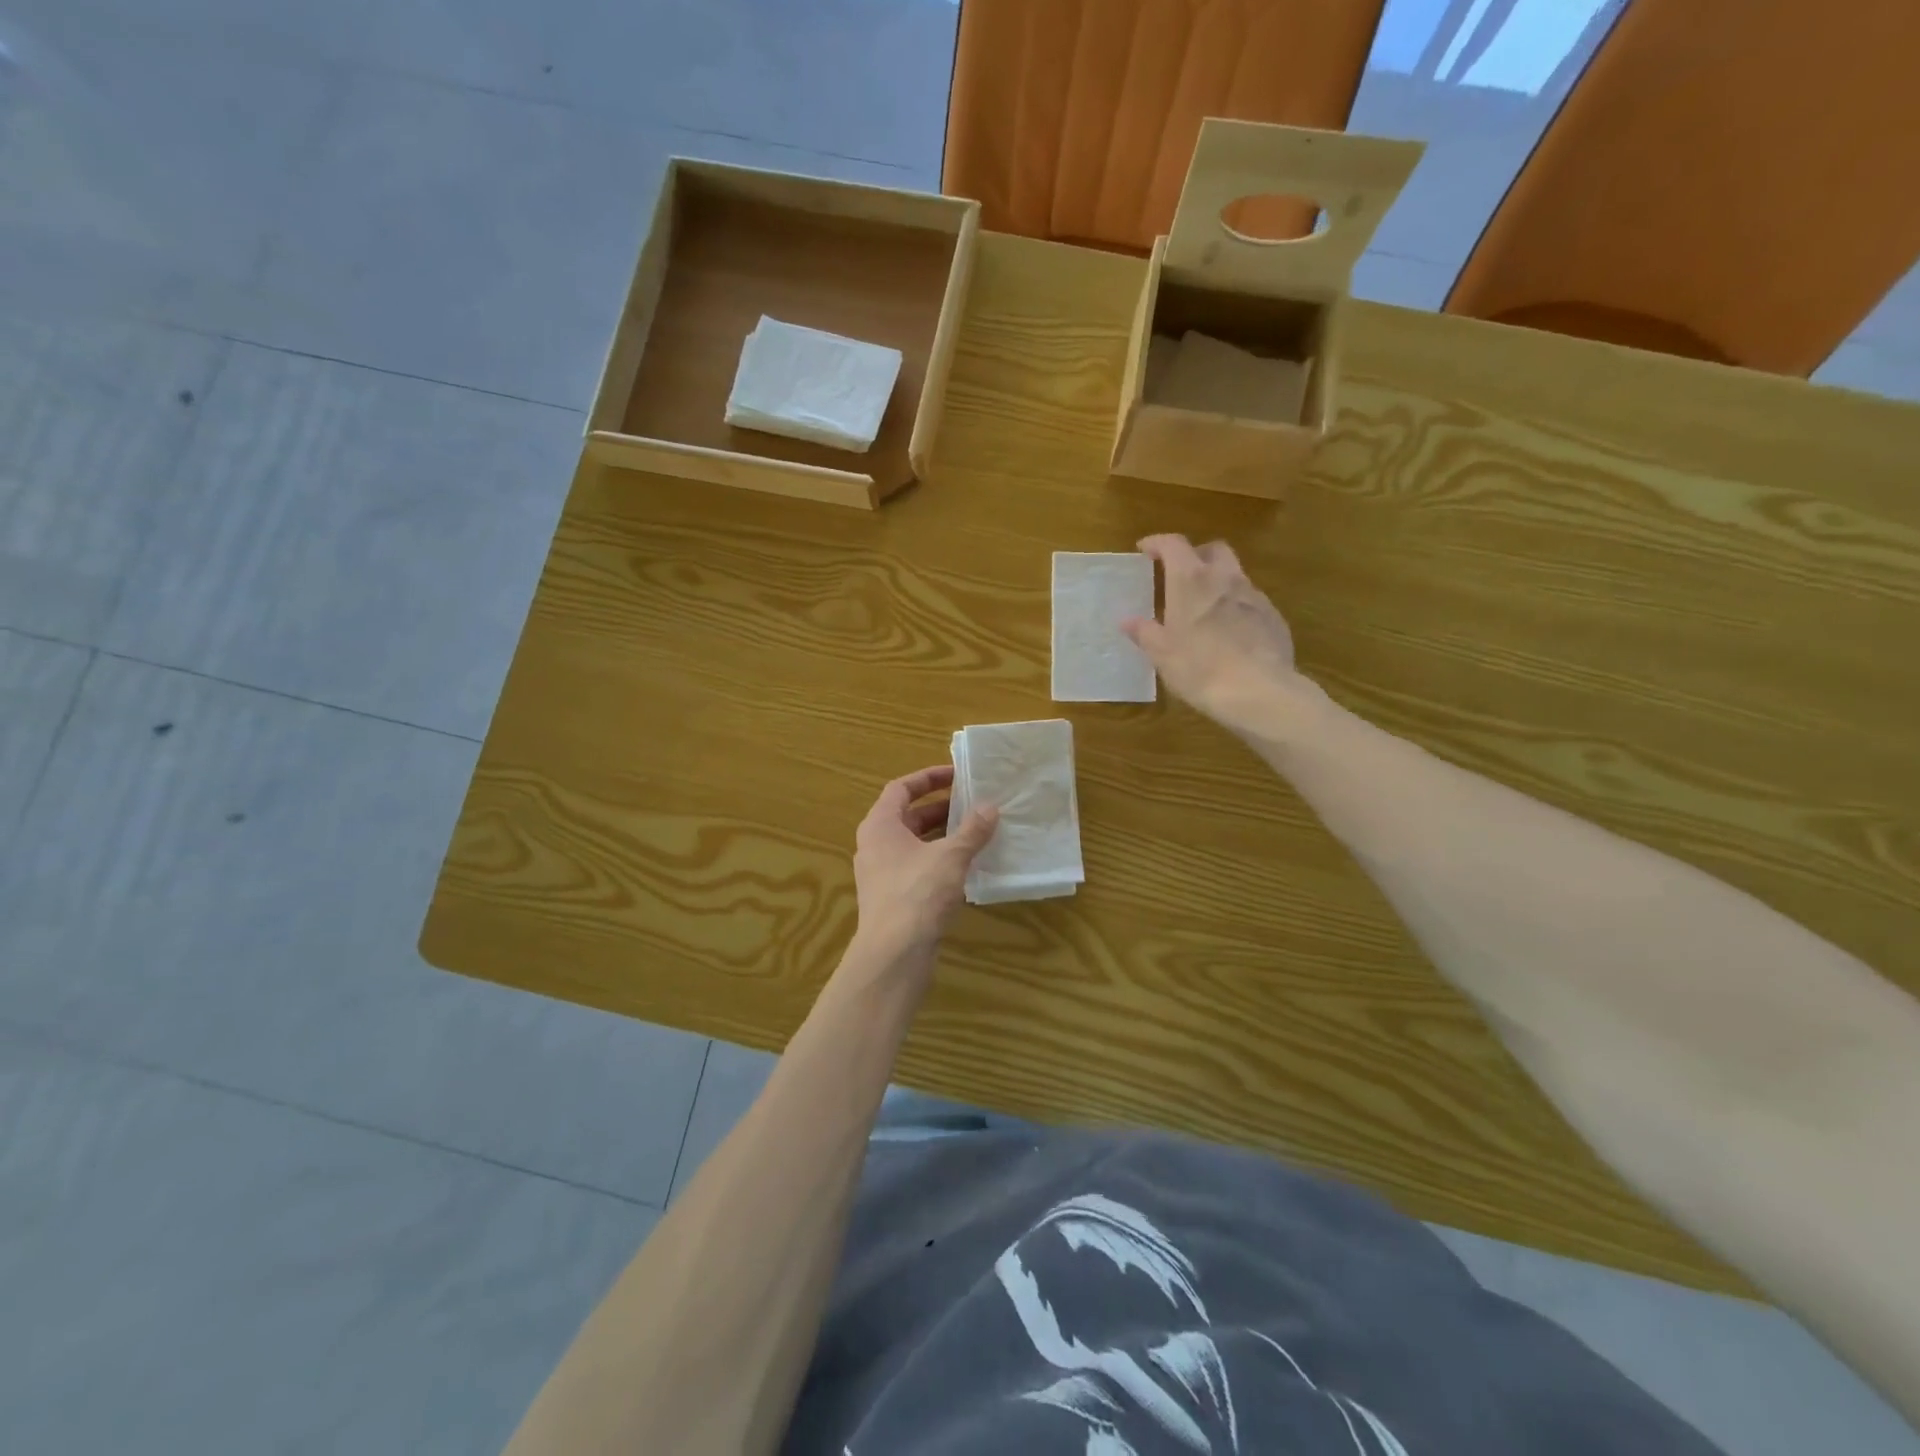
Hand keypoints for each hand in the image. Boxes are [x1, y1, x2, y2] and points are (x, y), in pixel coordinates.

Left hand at [852, 765, 997, 963]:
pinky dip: (939, 860)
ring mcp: (881, 873)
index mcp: (880, 825)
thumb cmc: (917, 894)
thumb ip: (972, 830)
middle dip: (940, 808)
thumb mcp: (950, 856)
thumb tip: (990, 807)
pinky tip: (966, 866)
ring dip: (942, 835)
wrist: (894, 954)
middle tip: (973, 803)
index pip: (901, 789)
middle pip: (908, 816)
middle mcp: (875, 845)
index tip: (956, 775)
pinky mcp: (893, 897)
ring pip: (914, 844)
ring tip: (975, 831)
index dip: (928, 778)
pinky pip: (917, 867)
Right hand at [1123, 534, 1307, 737]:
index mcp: (1191, 581)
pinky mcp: (1274, 617)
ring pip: (1235, 575)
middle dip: (1196, 555)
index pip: (1174, 545)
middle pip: (1213, 550)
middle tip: (1180, 575)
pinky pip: (1251, 602)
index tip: (1145, 550)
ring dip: (1219, 582)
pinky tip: (1230, 633)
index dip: (1157, 543)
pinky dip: (1236, 607)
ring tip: (1205, 609)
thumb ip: (1145, 632)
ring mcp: (1254, 596)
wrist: (1258, 691)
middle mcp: (1225, 578)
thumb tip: (1127, 621)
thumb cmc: (1199, 667)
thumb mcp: (1162, 653)